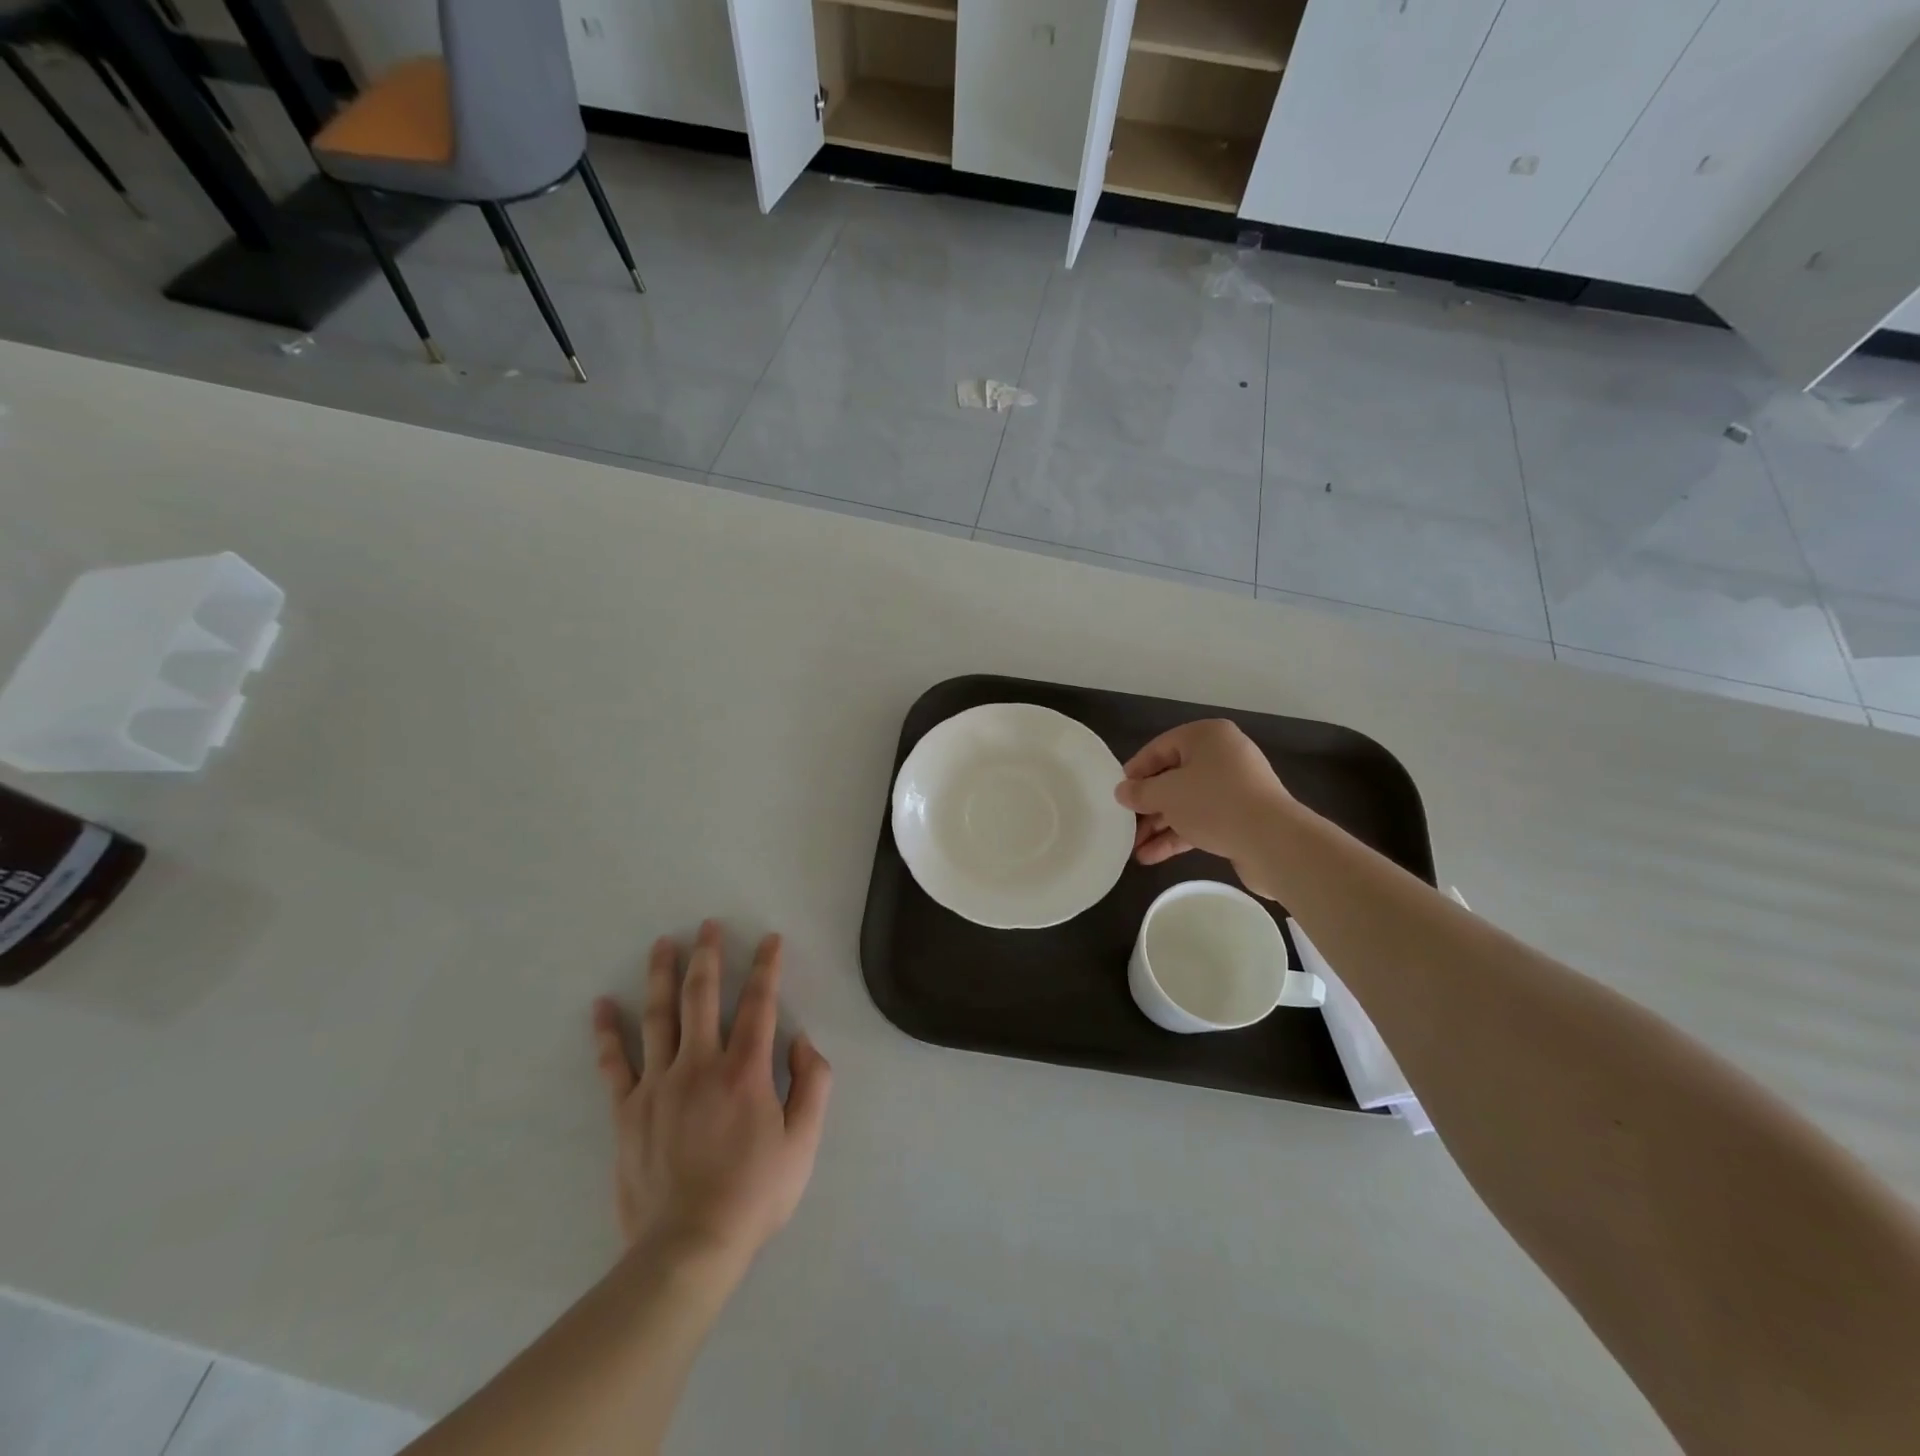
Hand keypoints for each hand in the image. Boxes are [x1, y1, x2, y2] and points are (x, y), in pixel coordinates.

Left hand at [591, 921, 831, 1275]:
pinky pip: (614, 1064)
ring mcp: (658, 1085)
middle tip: (707, 926)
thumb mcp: (803, 1142)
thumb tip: (802, 1040)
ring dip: (662, 976)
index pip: (759, 1003)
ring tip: (662, 944)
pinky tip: (601, 1005)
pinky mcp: (628, 1111)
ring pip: (659, 1017)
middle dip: (708, 956)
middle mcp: (700, 1065)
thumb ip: (813, 1083)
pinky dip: (606, 1033)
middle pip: (703, 997)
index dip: (767, 967)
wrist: (688, 1248)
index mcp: (745, 1071)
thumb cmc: (754, 1194)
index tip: (770, 939)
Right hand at [1115, 719, 1297, 897]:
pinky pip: (1201, 820)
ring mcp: (1234, 788)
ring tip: (1133, 848)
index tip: (1117, 794)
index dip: (1135, 771)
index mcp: (1207, 737)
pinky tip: (1151, 856)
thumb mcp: (1167, 794)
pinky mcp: (1241, 817)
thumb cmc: (1214, 803)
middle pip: (1173, 777)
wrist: (1273, 841)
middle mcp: (1223, 756)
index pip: (1159, 748)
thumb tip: (1122, 792)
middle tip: (1124, 824)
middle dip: (1147, 805)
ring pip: (1186, 803)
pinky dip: (1178, 835)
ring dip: (1159, 825)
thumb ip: (1140, 792)